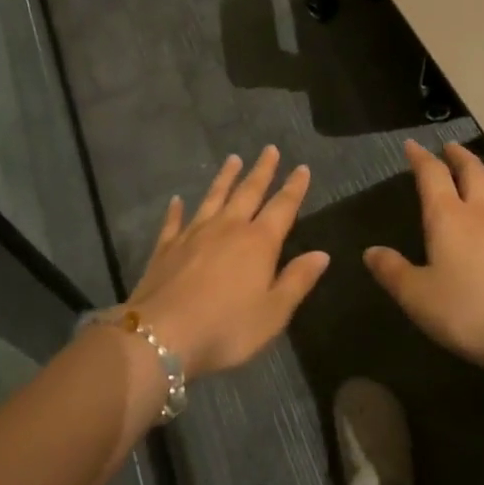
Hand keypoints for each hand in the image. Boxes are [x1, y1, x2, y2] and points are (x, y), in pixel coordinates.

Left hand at [127, 147, 329, 377]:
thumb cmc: (226, 328)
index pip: (282, 207)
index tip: (302, 167)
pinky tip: (177, 199)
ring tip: (233, 159)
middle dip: (262, 171)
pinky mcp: (166, 247)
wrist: (161, 335)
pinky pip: (174, 221)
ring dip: (225, 178)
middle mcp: (228, 228)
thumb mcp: (273, 313)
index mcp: (258, 242)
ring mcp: (193, 234)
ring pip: (213, 197)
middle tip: (269, 149)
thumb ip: (297, 280)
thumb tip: (321, 254)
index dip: (294, 187)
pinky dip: (177, 209)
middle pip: (248, 192)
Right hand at [364, 141, 483, 379]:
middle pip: (473, 172)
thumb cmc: (466, 311)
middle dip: (459, 157)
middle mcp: (482, 215)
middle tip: (450, 148)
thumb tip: (371, 252)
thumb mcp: (416, 295)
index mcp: (448, 217)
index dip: (420, 158)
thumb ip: (392, 271)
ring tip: (481, 183)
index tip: (412, 146)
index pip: (432, 174)